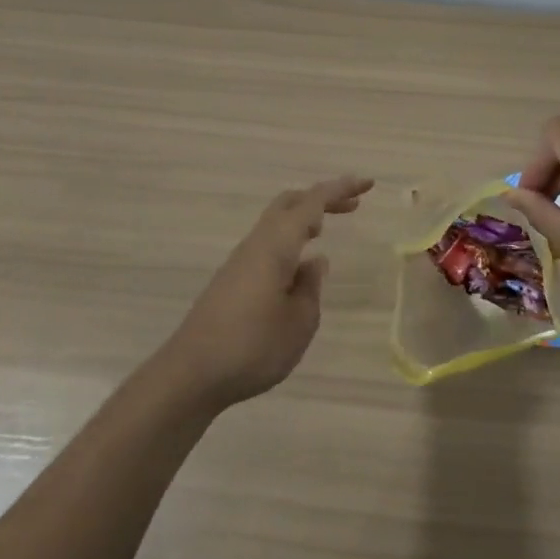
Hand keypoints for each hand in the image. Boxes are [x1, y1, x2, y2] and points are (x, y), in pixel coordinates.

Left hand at [158, 175, 373, 409]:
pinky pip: (268, 243)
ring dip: (304, 219)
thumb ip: (311, 287)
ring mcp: (240, 261)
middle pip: (289, 203)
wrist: (191, 374)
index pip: (313, 203)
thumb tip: (314, 262)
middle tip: (352, 206)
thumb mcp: (299, 322)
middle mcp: (257, 244)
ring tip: (326, 229)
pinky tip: (298, 266)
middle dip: (322, 198)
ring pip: (276, 222)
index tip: (368, 184)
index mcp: (276, 245)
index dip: (341, 190)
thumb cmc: (252, 346)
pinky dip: (290, 240)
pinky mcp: (231, 280)